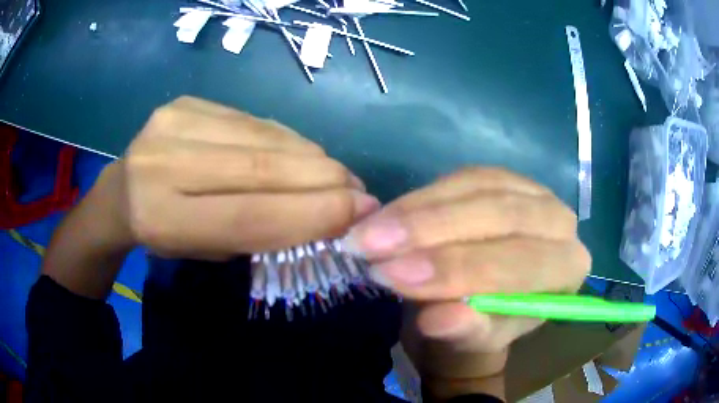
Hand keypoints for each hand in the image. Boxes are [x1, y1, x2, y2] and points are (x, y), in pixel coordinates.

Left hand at [118, 96, 378, 258]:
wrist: (121, 193)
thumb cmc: (163, 236)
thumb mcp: (207, 250)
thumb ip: (259, 231)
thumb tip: (327, 210)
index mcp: (161, 219)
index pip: (248, 215)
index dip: (312, 214)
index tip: (362, 212)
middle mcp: (162, 163)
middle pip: (259, 168)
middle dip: (323, 180)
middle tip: (360, 191)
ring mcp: (173, 122)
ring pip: (262, 137)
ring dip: (311, 157)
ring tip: (337, 174)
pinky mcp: (186, 102)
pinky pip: (252, 120)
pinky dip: (286, 139)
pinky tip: (303, 153)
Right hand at [346, 168, 589, 398]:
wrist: (474, 306)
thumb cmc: (478, 329)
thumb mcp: (470, 342)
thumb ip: (464, 331)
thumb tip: (440, 319)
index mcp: (567, 270)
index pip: (521, 265)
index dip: (458, 270)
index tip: (394, 276)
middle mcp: (560, 223)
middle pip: (501, 217)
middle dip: (432, 233)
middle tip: (372, 247)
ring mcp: (533, 191)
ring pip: (478, 190)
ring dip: (418, 212)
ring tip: (369, 233)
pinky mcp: (501, 177)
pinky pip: (461, 177)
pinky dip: (420, 197)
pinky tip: (389, 214)